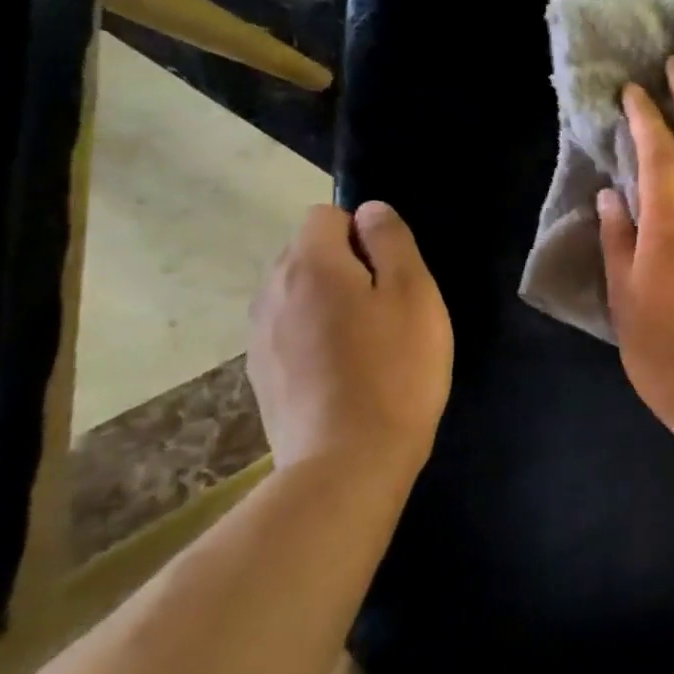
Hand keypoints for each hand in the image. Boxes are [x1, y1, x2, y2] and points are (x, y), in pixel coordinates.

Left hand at [247, 201, 452, 483]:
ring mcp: (259, 335)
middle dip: (345, 265)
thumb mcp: (414, 293)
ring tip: (366, 342)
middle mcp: (271, 291)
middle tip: (387, 308)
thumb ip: (391, 241)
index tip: (391, 273)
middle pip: (307, 252)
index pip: (326, 215)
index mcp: (310, 264)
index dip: (363, 233)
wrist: (348, 462)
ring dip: (328, 301)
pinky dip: (314, 337)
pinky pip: (289, 331)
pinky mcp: (260, 374)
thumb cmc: (395, 369)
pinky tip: (343, 372)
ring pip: (297, 293)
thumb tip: (370, 211)